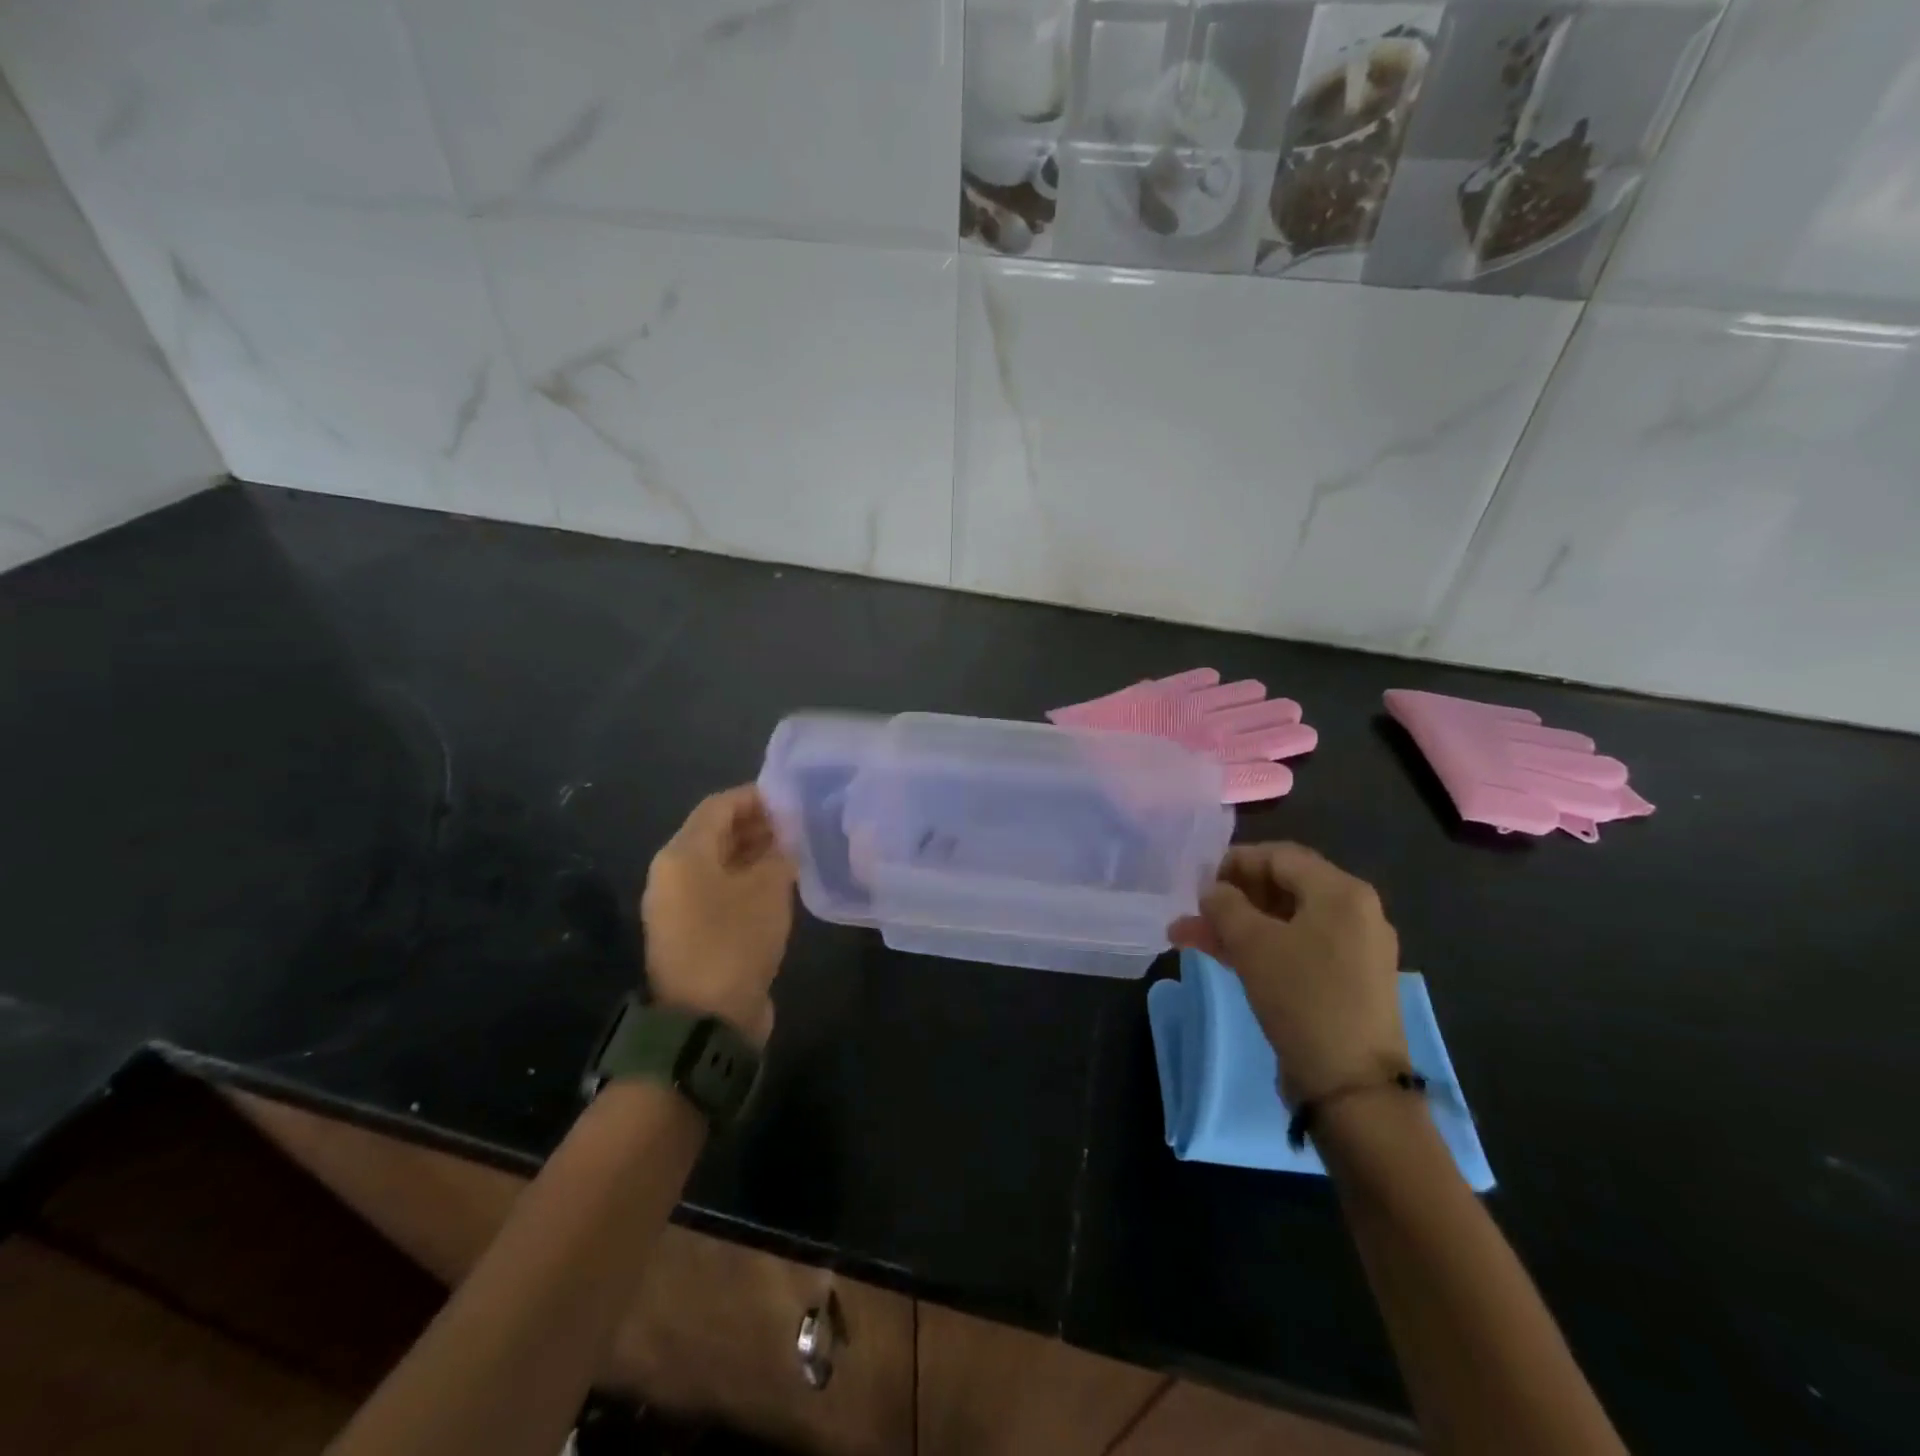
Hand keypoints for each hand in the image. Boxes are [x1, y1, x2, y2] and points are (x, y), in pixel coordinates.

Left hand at [641, 785, 794, 1047]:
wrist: (706, 1020)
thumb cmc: (734, 941)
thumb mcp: (768, 889)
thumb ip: (779, 853)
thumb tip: (786, 840)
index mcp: (682, 855)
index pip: (719, 806)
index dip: (756, 796)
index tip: (792, 798)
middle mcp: (672, 874)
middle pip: (715, 833)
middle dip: (757, 824)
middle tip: (799, 825)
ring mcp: (678, 905)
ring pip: (719, 863)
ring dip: (754, 853)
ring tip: (795, 851)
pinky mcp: (690, 932)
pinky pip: (719, 890)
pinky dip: (746, 880)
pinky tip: (779, 884)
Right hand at [1170, 842, 1406, 1105]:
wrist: (1352, 1086)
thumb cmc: (1302, 997)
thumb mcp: (1252, 943)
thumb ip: (1225, 905)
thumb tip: (1212, 890)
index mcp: (1341, 892)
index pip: (1279, 856)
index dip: (1234, 862)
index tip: (1197, 878)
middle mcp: (1355, 912)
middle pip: (1283, 887)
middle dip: (1231, 897)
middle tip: (1192, 909)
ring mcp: (1354, 949)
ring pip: (1284, 921)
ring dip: (1237, 925)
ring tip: (1188, 935)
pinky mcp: (1347, 980)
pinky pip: (1297, 948)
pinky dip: (1260, 947)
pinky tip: (1221, 954)